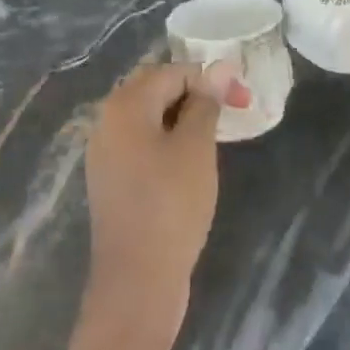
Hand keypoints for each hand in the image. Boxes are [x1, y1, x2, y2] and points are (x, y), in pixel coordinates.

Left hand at [84, 62, 245, 332]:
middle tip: (231, 114)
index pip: (173, 72)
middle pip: (156, 89)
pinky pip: (141, 143)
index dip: (210, 80)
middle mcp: (107, 121)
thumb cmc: (171, 206)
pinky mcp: (111, 179)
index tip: (244, 101)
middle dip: (196, 95)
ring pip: (149, 117)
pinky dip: (167, 142)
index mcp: (125, 105)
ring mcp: (105, 152)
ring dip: (183, 119)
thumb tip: (220, 66)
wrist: (137, 283)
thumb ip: (206, 103)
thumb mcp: (196, 147)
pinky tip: (189, 163)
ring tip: (214, 138)